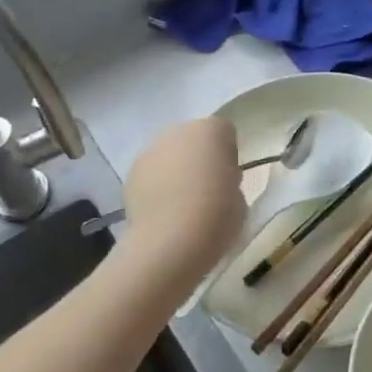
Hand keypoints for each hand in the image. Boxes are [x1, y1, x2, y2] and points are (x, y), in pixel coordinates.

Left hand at [116, 117, 245, 299]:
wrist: (170, 241)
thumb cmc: (217, 216)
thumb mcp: (240, 197)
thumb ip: (229, 181)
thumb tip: (217, 184)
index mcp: (213, 131)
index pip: (225, 134)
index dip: (228, 156)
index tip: (229, 179)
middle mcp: (179, 131)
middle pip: (194, 139)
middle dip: (199, 158)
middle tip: (206, 190)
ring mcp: (151, 150)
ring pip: (169, 154)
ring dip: (176, 170)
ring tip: (181, 205)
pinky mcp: (131, 173)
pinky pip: (151, 174)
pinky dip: (156, 186)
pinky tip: (162, 212)